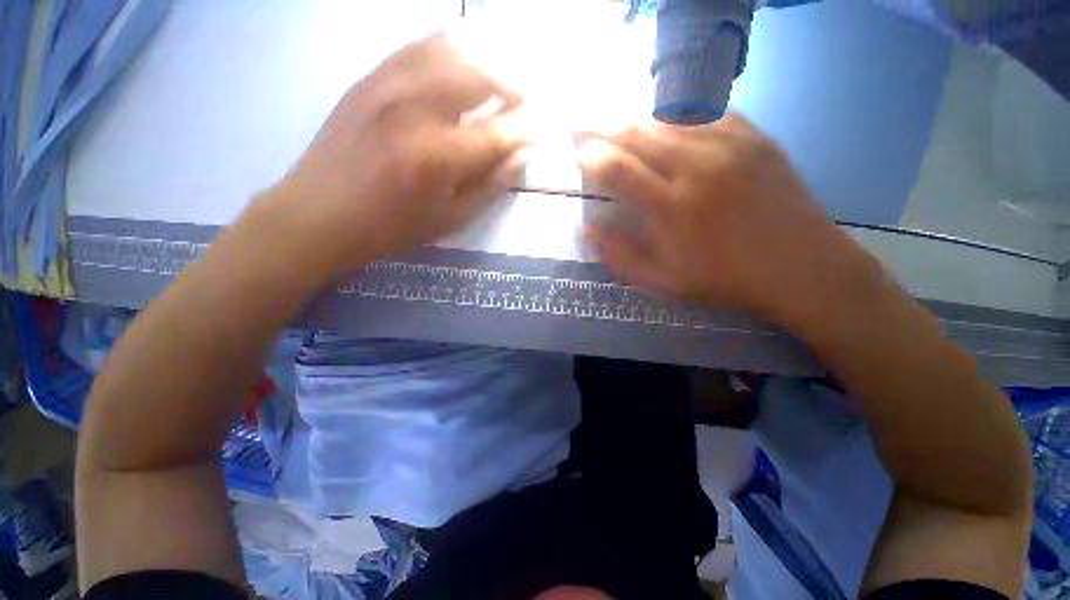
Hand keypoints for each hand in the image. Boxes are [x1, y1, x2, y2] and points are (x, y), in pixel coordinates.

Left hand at [263, 32, 528, 275]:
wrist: (319, 213)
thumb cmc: (391, 227)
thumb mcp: (449, 221)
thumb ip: (490, 187)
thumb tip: (522, 157)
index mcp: (439, 157)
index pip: (500, 132)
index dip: (529, 128)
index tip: (546, 128)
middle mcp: (417, 108)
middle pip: (481, 76)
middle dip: (515, 86)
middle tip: (526, 103)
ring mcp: (390, 84)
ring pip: (453, 49)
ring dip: (488, 61)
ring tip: (503, 79)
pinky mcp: (371, 77)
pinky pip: (420, 45)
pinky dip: (452, 47)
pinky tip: (464, 60)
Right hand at [578, 112, 884, 326]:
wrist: (801, 266)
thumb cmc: (726, 279)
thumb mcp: (665, 282)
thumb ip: (622, 257)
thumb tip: (588, 230)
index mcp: (674, 208)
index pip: (618, 168)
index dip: (591, 156)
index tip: (578, 156)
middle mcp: (698, 166)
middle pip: (637, 132)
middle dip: (600, 126)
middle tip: (579, 125)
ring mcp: (730, 144)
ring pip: (666, 116)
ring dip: (632, 118)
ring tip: (614, 124)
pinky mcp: (754, 135)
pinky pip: (704, 111)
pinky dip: (673, 114)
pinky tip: (662, 122)